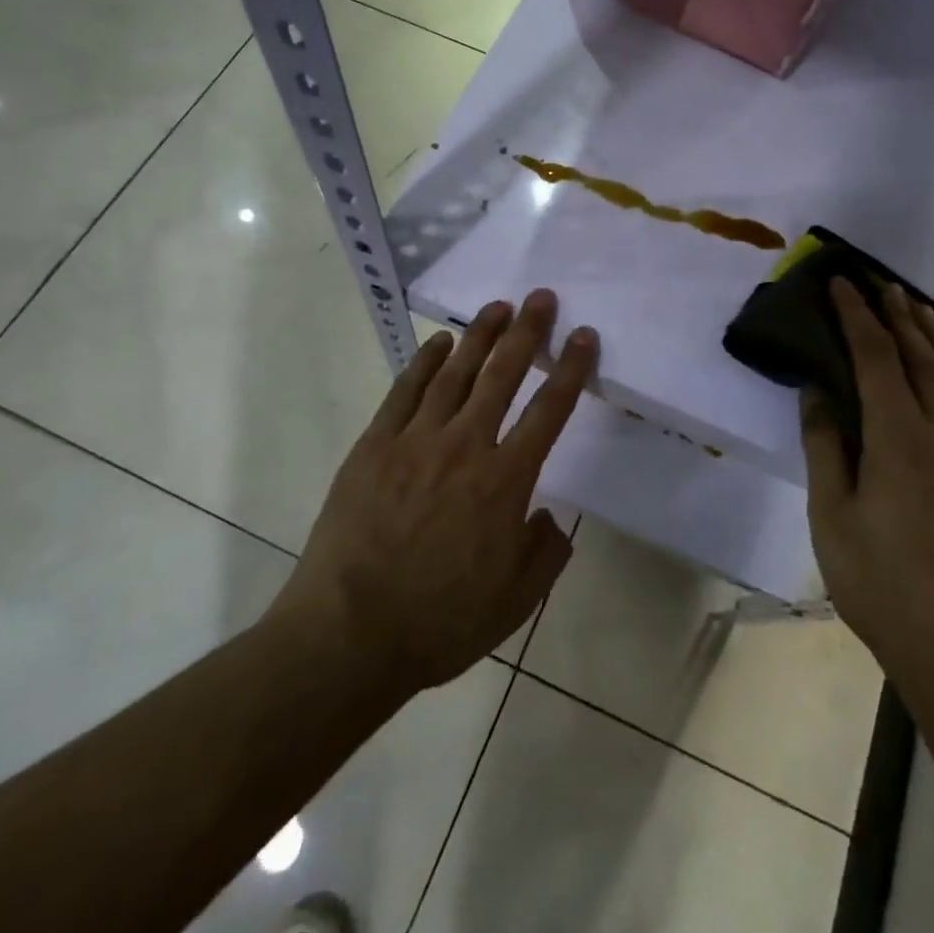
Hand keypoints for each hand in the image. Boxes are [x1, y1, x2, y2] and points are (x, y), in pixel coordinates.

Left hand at [275, 290, 597, 697]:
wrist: (350, 635)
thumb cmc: (440, 622)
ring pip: (455, 374)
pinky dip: (424, 362)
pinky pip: (404, 392)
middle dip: (527, 333)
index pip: (549, 411)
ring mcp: (415, 441)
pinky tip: (439, 342)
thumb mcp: (516, 603)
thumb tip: (548, 517)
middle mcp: (465, 447)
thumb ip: (545, 552)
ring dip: (479, 336)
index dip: (571, 370)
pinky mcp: (374, 446)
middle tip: (540, 298)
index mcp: (505, 482)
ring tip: (498, 306)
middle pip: (502, 376)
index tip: (583, 335)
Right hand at [802, 280, 933, 680]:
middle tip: (881, 283)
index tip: (842, 284)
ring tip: (919, 310)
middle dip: (899, 316)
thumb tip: (817, 392)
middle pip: (922, 358)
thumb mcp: (832, 517)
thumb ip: (826, 447)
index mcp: (899, 438)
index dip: (857, 317)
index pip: (877, 358)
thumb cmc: (884, 584)